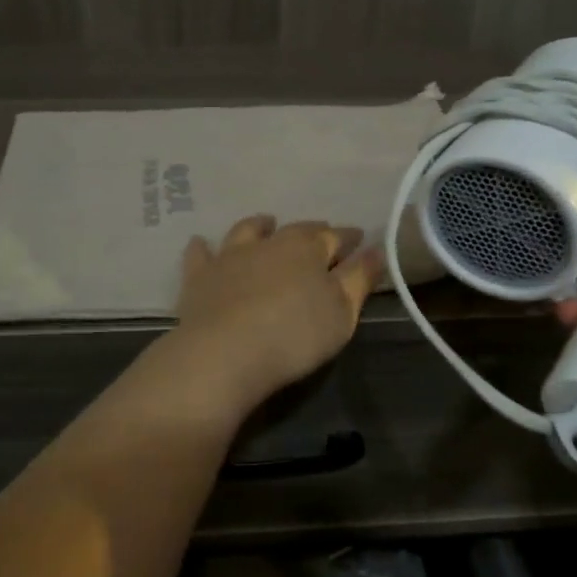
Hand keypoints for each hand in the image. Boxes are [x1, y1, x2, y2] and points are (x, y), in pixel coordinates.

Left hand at [171, 215, 382, 409]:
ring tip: (266, 223)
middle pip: (295, 231)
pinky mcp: (200, 276)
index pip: (335, 236)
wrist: (225, 353)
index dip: (349, 238)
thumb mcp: (342, 312)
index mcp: (308, 249)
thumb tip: (377, 250)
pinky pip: (200, 254)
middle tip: (320, 233)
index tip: (359, 239)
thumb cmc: (294, 335)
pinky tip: (202, 244)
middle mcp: (269, 242)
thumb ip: (359, 279)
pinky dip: (204, 247)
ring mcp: (230, 256)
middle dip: (312, 231)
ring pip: (248, 231)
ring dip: (259, 226)